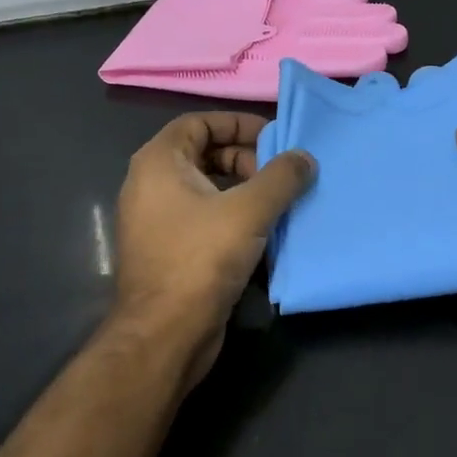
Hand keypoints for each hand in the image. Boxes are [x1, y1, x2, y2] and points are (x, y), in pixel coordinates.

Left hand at [113, 112, 314, 381]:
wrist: (165, 334)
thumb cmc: (201, 259)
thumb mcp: (249, 211)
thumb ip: (281, 178)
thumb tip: (305, 158)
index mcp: (158, 163)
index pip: (199, 123)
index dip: (238, 124)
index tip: (275, 137)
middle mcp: (150, 186)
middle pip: (203, 154)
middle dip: (245, 159)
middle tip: (280, 174)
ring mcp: (157, 221)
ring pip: (206, 189)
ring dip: (244, 190)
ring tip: (280, 202)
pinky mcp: (169, 251)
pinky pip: (204, 219)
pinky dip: (233, 217)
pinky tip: (265, 233)